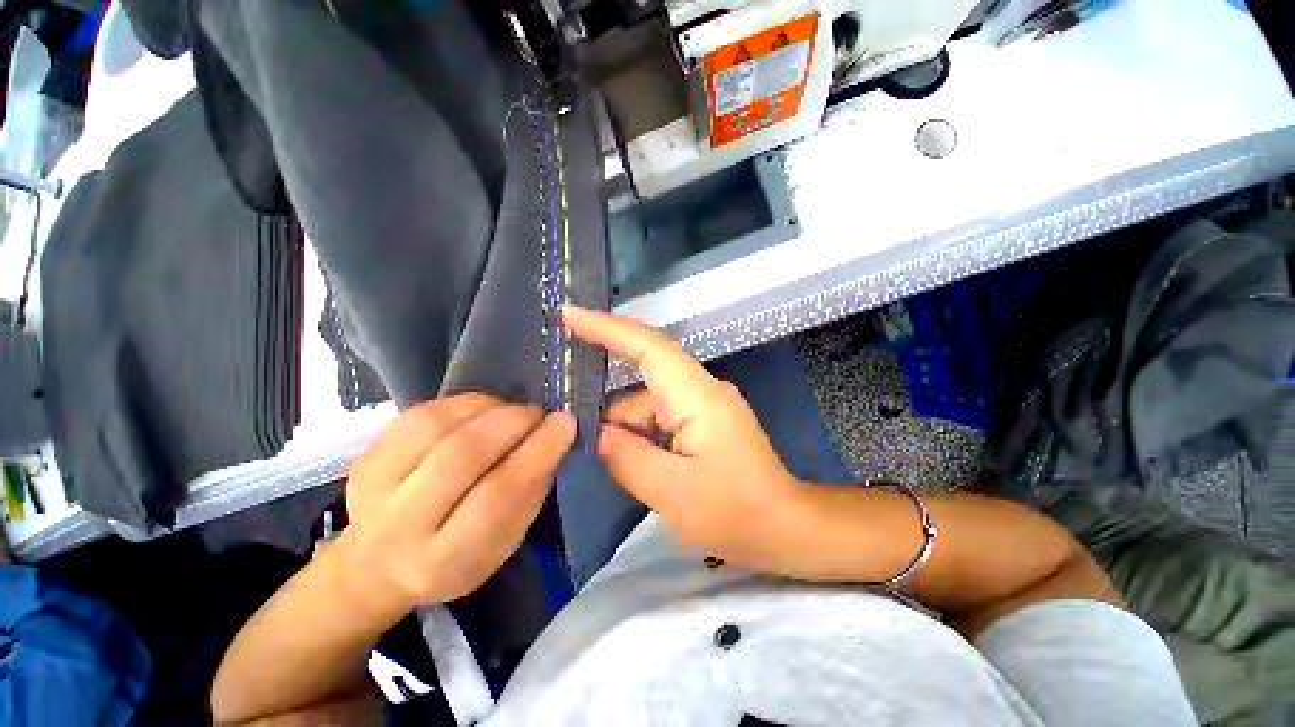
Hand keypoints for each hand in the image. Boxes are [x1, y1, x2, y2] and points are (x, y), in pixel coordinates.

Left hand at [339, 394, 574, 612]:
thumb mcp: (506, 540)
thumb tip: (554, 434)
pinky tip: (481, 411)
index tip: (565, 423)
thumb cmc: (459, 555)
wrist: (380, 562)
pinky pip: (421, 413)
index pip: (497, 496)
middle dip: (512, 423)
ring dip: (487, 409)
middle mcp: (399, 527)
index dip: (537, 452)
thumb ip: (531, 490)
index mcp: (444, 561)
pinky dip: (462, 404)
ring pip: (437, 426)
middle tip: (539, 414)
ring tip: (511, 412)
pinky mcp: (366, 456)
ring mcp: (373, 487)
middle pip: (462, 455)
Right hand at [564, 305, 808, 573]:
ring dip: (628, 433)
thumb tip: (598, 433)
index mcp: (695, 394)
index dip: (605, 327)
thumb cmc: (734, 511)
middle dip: (611, 412)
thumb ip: (626, 456)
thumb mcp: (670, 490)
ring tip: (619, 469)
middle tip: (575, 436)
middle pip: (641, 384)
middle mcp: (698, 388)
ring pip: (647, 406)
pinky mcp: (702, 420)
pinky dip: (643, 439)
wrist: (784, 526)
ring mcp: (702, 404)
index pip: (646, 346)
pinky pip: (659, 419)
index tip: (568, 314)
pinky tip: (638, 466)